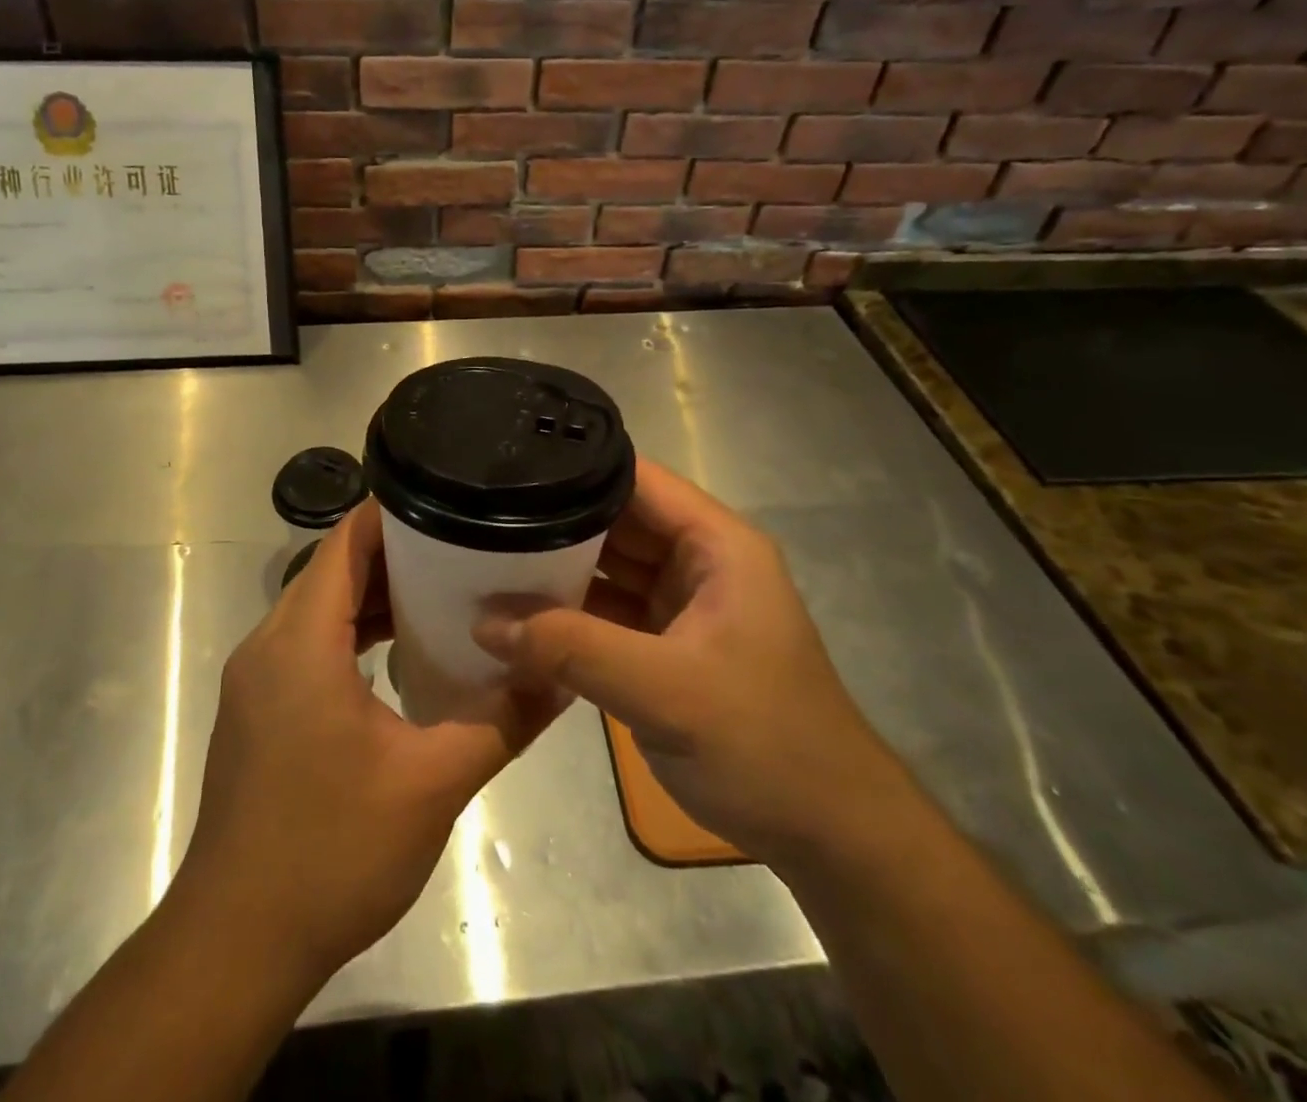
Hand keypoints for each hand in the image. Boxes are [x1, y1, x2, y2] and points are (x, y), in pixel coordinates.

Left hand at [174, 500, 562, 982]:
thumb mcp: (432, 784)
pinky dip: (350, 632)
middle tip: (463, 547)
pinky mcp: (258, 709)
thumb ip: (501, 722)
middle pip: (332, 569)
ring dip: (372, 595)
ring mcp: (256, 679)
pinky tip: (397, 654)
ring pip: (318, 607)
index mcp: (301, 642)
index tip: (450, 502)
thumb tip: (558, 676)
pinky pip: (307, 643)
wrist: (237, 943)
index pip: (344, 542)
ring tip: (441, 592)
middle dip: (394, 553)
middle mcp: (268, 645)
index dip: (393, 514)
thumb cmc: (331, 852)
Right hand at [474, 458, 902, 862]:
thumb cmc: (762, 744)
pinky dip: (568, 616)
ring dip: (555, 572)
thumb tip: (483, 620)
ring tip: (483, 561)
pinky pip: (606, 614)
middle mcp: (697, 562)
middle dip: (553, 523)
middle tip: (480, 521)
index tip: (509, 471)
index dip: (576, 471)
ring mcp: (681, 605)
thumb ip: (572, 649)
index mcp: (716, 544)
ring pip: (606, 569)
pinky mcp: (665, 647)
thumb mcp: (665, 690)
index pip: (637, 480)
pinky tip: (516, 618)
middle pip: (615, 522)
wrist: (826, 835)